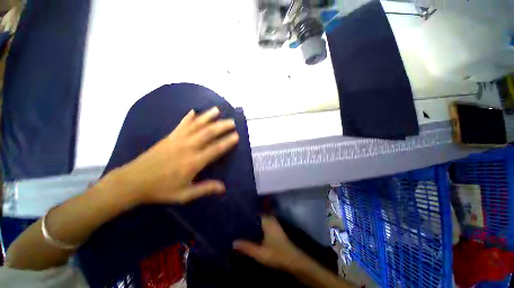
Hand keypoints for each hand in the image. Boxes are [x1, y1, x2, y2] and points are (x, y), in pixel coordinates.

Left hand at [110, 107, 238, 204]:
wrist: (133, 182)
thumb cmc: (161, 189)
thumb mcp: (184, 194)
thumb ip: (205, 189)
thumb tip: (223, 188)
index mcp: (193, 162)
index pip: (215, 149)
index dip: (227, 142)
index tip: (236, 135)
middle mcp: (188, 147)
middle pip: (208, 133)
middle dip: (222, 126)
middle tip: (232, 122)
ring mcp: (178, 140)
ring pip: (196, 125)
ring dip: (208, 117)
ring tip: (217, 110)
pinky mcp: (169, 137)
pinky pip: (181, 124)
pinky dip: (188, 117)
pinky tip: (193, 111)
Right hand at [233, 216, 307, 271]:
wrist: (294, 260)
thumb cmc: (277, 254)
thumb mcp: (260, 252)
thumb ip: (246, 247)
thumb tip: (233, 242)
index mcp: (267, 220)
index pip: (254, 213)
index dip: (246, 215)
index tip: (237, 217)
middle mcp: (271, 219)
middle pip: (257, 216)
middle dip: (248, 219)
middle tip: (237, 222)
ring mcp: (274, 224)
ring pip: (260, 221)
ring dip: (253, 223)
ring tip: (242, 226)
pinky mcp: (275, 230)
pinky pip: (264, 224)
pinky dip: (258, 227)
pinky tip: (252, 233)